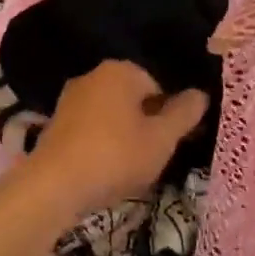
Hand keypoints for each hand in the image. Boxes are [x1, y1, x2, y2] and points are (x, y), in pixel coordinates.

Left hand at [19, 61, 208, 216]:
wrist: (53, 185)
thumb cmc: (116, 156)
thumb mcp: (162, 139)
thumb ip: (184, 114)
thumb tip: (201, 94)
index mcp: (121, 70)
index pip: (159, 87)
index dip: (171, 116)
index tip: (173, 143)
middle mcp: (93, 75)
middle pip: (134, 99)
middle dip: (147, 125)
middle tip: (154, 157)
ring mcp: (70, 99)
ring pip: (112, 115)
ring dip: (124, 137)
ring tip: (130, 168)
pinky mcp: (56, 123)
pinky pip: (91, 129)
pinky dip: (102, 144)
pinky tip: (104, 169)